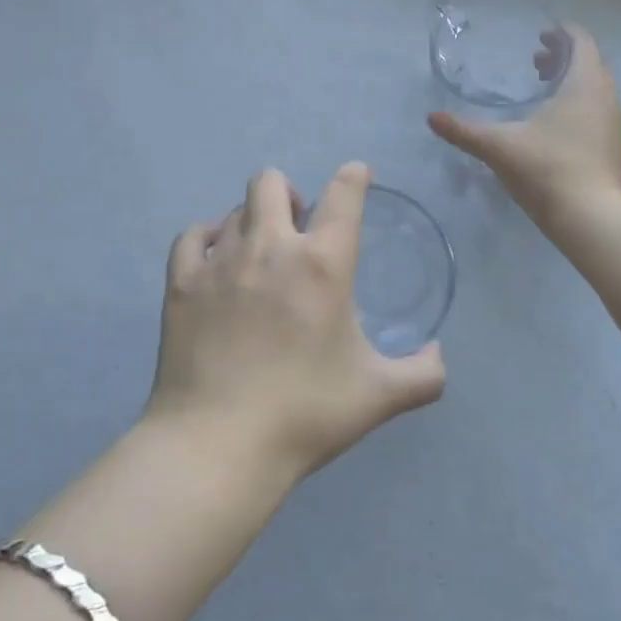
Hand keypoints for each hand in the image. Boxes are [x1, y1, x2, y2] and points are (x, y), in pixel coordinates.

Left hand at [148, 163, 445, 481]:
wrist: (216, 445)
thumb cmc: (304, 414)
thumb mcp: (378, 396)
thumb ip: (423, 375)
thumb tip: (439, 356)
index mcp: (324, 264)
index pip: (344, 195)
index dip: (353, 176)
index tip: (356, 174)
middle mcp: (271, 247)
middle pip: (272, 182)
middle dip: (290, 194)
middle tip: (298, 227)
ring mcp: (220, 261)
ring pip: (234, 209)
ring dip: (253, 220)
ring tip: (260, 253)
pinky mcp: (181, 283)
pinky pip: (192, 236)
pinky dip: (207, 239)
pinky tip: (215, 261)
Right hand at [428, 23, 620, 228]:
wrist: (592, 218)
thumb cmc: (547, 169)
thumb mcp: (499, 146)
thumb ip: (464, 130)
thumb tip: (432, 118)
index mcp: (584, 83)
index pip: (581, 41)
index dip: (562, 33)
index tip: (541, 35)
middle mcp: (607, 96)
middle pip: (590, 62)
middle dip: (563, 58)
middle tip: (535, 63)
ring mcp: (615, 123)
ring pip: (596, 88)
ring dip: (572, 82)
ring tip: (544, 92)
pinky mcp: (616, 147)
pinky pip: (599, 111)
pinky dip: (580, 105)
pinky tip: (557, 127)